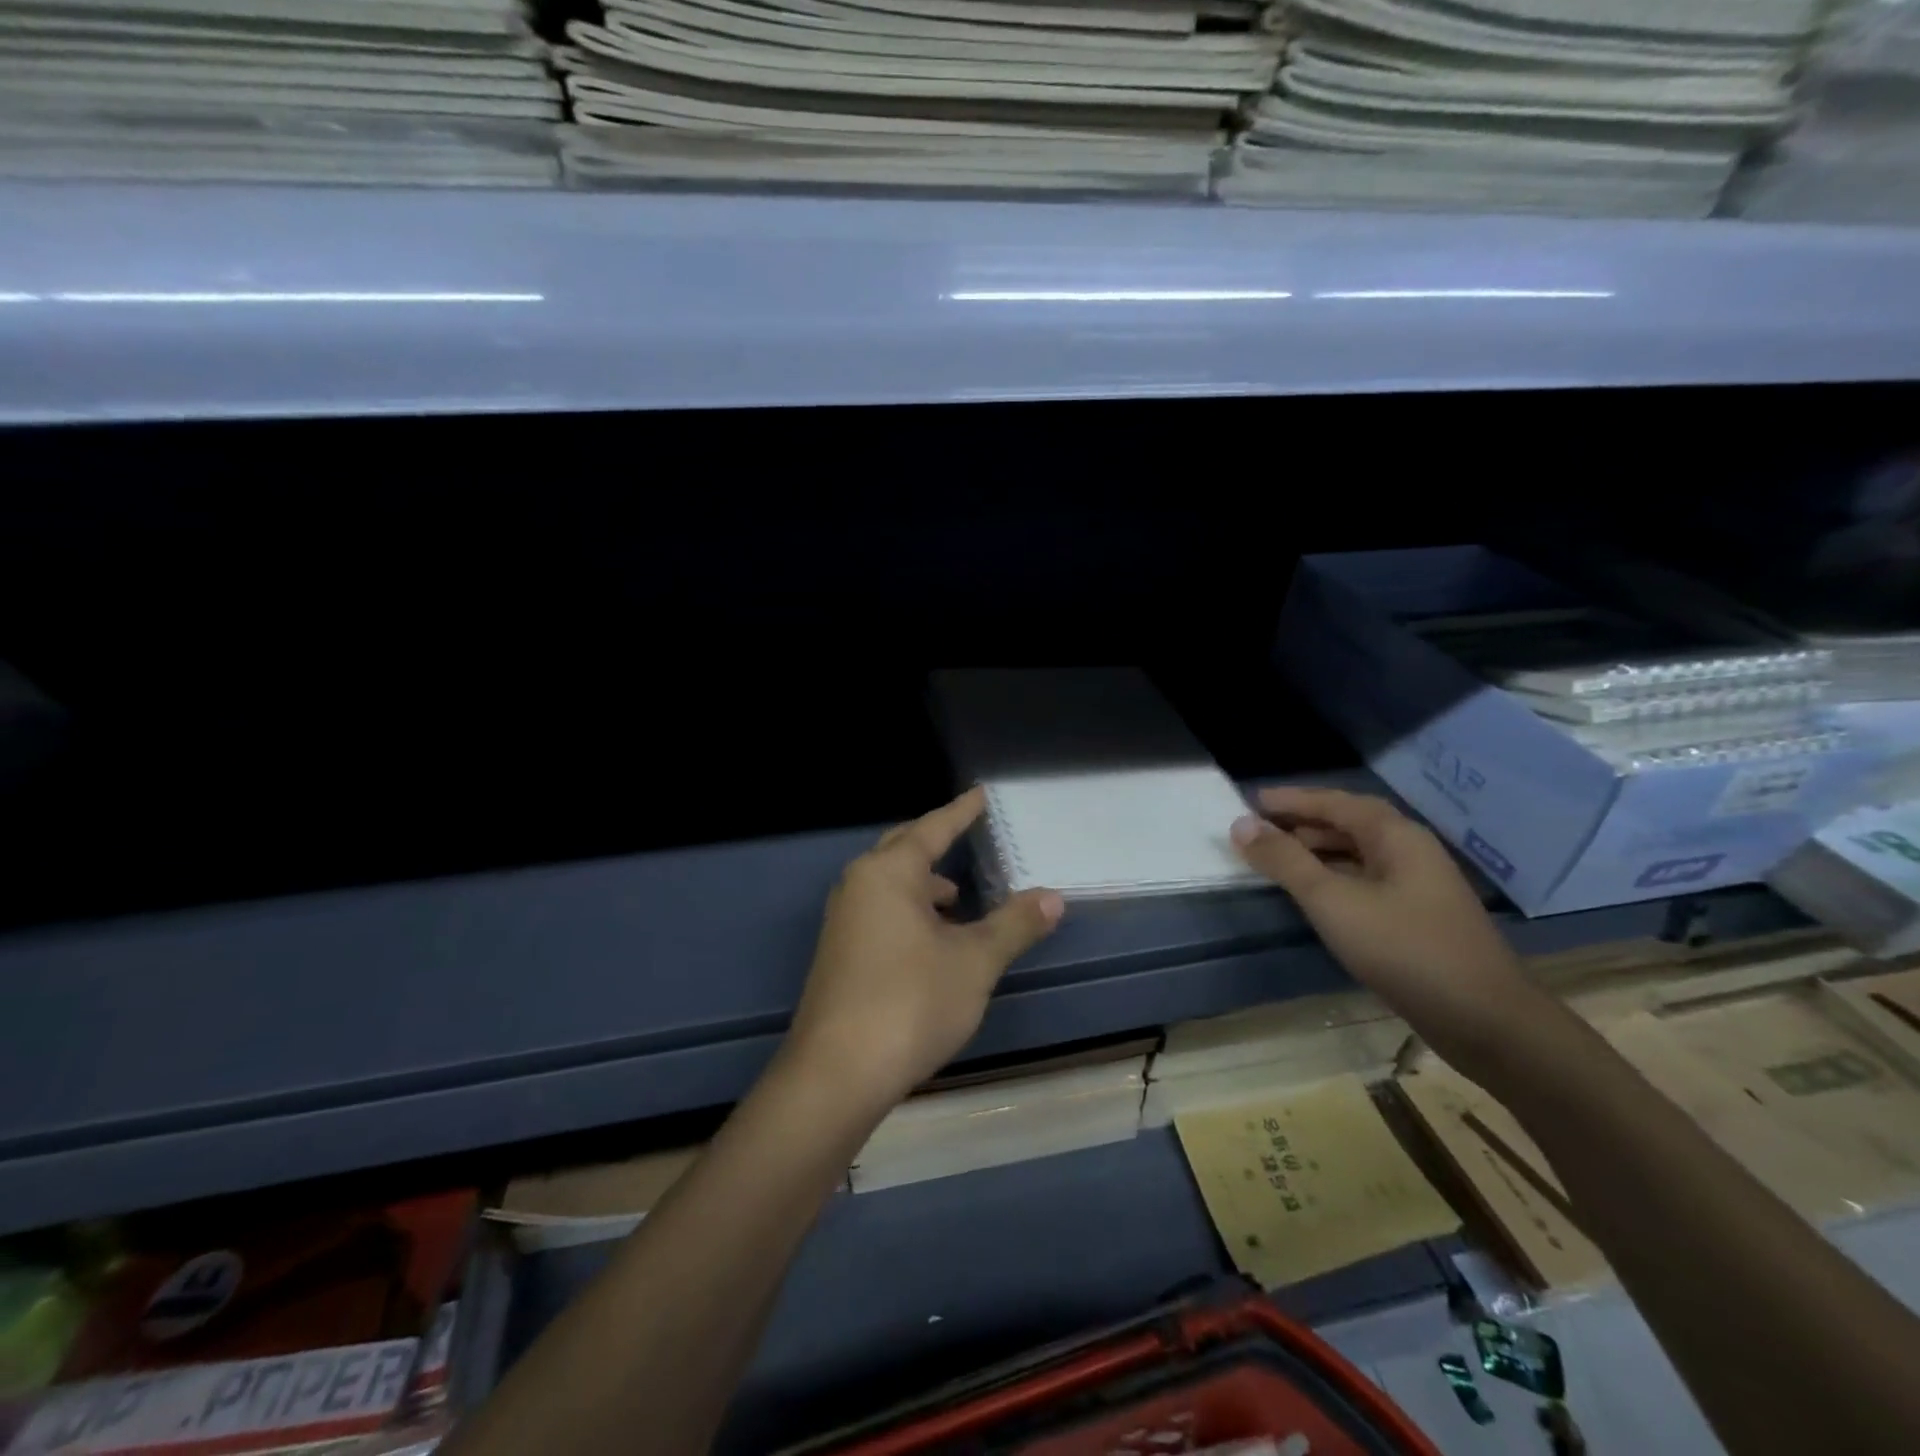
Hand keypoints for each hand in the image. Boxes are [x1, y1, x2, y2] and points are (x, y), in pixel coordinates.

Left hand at [784, 787, 1065, 1112]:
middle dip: (937, 842)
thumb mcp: (974, 962)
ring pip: (889, 885)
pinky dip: (910, 912)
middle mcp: (859, 885)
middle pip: (903, 849)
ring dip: (924, 885)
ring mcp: (843, 920)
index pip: (932, 828)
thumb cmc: (911, 1003)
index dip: (961, 811)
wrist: (837, 1074)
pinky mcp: (839, 953)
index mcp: (888, 873)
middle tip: (968, 835)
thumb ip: (1014, 924)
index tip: (981, 794)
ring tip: (959, 900)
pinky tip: (933, 941)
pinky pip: (880, 911)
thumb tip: (1053, 897)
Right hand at [1230, 786, 1541, 1066]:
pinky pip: (1367, 881)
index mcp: (1396, 837)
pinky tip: (1316, 897)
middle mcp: (1411, 852)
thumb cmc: (1404, 948)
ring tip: (1279, 860)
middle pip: (1350, 824)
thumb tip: (1241, 824)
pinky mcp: (1419, 918)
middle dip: (1303, 823)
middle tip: (1260, 829)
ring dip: (1318, 851)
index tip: (1252, 800)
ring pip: (1359, 855)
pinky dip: (1335, 878)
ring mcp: (1419, 886)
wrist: (1485, 1021)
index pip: (1335, 802)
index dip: (1292, 799)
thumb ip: (1285, 861)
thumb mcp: (1332, 901)